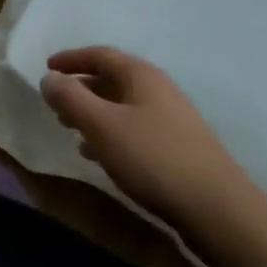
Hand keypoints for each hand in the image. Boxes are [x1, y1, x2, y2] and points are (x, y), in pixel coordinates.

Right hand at [40, 47, 248, 225]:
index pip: (100, 54)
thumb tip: (49, 78)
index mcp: (142, 76)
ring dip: (94, 113)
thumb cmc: (153, 159)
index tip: (47, 67)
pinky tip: (99, 155)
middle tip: (56, 101)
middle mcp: (159, 91)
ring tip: (70, 129)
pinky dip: (111, 134)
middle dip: (81, 88)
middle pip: (112, 79)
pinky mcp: (178, 149)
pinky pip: (134, 130)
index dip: (71, 59)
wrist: (219, 211)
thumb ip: (71, 98)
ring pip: (123, 107)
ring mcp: (172, 121)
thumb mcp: (102, 125)